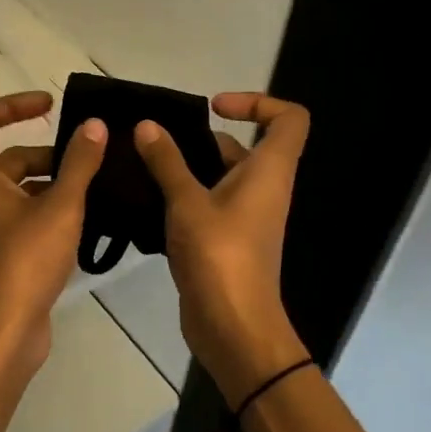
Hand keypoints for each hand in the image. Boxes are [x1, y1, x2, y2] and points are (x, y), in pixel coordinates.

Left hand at [0, 91, 106, 379]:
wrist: (1, 336)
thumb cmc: (24, 262)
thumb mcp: (61, 207)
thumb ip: (79, 163)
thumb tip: (94, 125)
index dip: (11, 104)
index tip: (49, 105)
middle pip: (6, 156)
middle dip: (48, 153)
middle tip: (90, 161)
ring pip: (16, 188)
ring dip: (51, 182)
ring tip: (95, 191)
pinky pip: (19, 215)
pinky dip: (45, 208)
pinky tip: (82, 222)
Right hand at [134, 92, 311, 407]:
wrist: (234, 328)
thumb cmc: (220, 256)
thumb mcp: (187, 203)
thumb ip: (167, 162)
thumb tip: (148, 125)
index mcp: (269, 171)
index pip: (289, 118)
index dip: (258, 102)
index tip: (214, 108)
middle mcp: (264, 188)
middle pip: (245, 146)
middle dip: (202, 137)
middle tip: (156, 139)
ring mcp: (246, 216)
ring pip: (221, 176)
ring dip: (186, 167)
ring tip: (142, 165)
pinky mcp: (227, 240)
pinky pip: (208, 203)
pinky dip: (183, 196)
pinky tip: (146, 199)